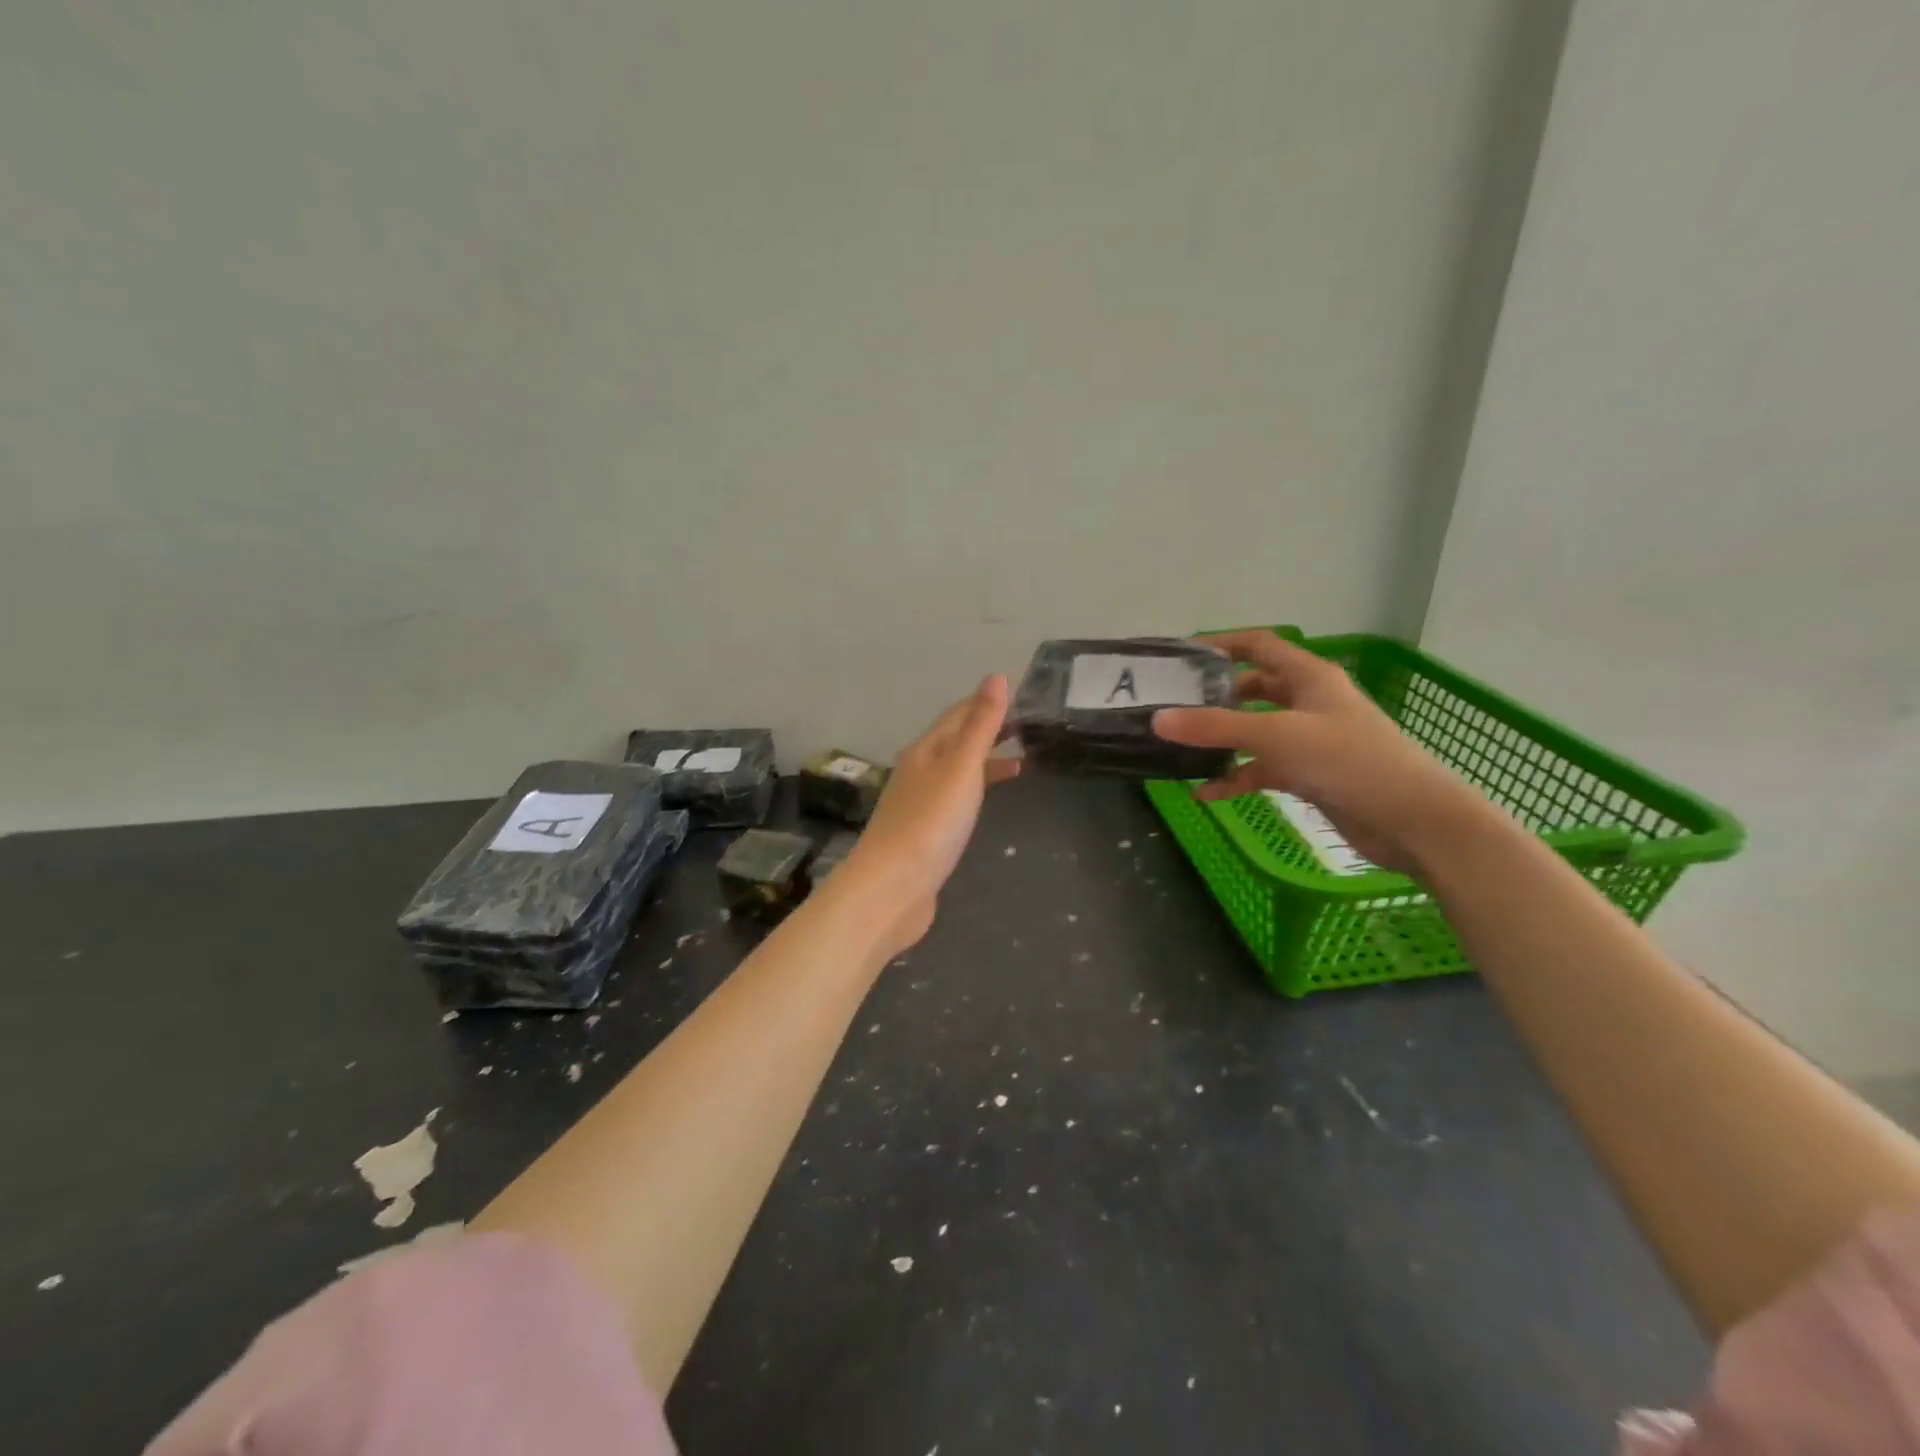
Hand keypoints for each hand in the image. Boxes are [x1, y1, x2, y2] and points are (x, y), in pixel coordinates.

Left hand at [842, 674, 1020, 950]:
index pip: (958, 716)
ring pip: (956, 773)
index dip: (987, 703)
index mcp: (925, 751)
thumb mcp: (960, 768)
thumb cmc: (929, 824)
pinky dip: (976, 793)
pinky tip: (987, 807)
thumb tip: (996, 676)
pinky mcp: (924, 836)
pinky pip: (955, 802)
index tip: (1021, 696)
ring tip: (1022, 764)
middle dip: (989, 732)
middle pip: (956, 742)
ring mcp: (919, 806)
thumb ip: (980, 726)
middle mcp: (918, 773)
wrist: (891, 890)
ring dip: (985, 763)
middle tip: (1029, 727)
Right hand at [1151, 631, 1492, 875]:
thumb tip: (1158, 719)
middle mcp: (1308, 702)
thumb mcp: (1276, 736)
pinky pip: (1263, 769)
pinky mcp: (1309, 774)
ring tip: (1182, 749)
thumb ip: (1215, 728)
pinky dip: (1236, 778)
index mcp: (1308, 676)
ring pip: (1255, 731)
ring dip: (1222, 740)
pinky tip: (1205, 794)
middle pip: (1253, 688)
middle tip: (1174, 706)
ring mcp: (1310, 740)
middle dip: (1215, 697)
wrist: (1412, 819)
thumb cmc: (1348, 761)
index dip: (1220, 644)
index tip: (1179, 656)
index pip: (1258, 645)